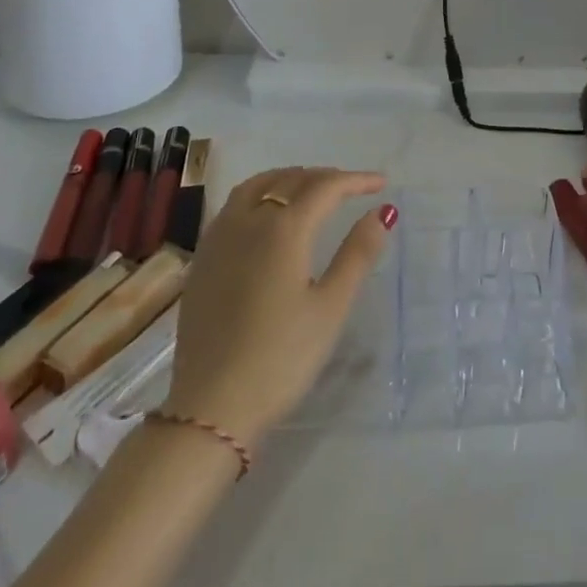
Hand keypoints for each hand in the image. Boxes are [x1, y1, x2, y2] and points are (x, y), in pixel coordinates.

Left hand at [163, 167, 392, 444]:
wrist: (211, 409)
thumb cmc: (281, 359)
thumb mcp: (330, 308)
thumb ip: (357, 253)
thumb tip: (383, 211)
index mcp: (283, 229)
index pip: (325, 187)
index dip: (355, 180)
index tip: (381, 183)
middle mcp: (248, 220)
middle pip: (290, 180)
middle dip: (324, 178)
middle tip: (351, 189)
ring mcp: (220, 238)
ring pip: (257, 185)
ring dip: (288, 179)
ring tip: (311, 191)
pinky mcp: (203, 259)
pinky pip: (234, 205)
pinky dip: (260, 193)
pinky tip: (268, 216)